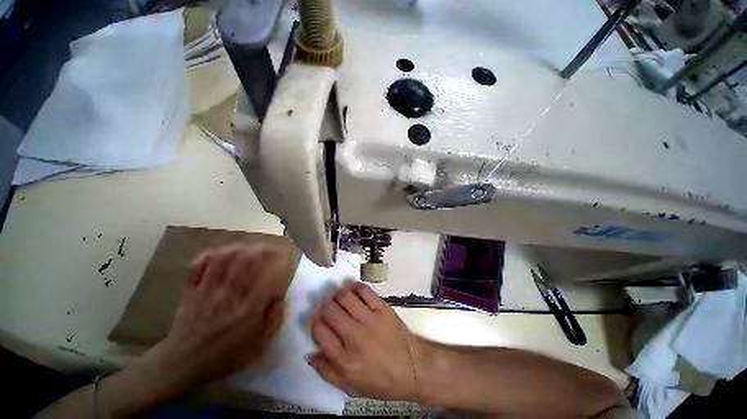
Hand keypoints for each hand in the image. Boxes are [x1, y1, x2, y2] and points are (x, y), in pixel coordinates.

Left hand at [136, 242, 294, 398]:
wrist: (181, 365)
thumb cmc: (224, 357)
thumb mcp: (258, 345)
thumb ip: (274, 319)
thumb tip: (281, 297)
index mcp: (248, 310)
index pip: (268, 277)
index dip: (280, 263)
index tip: (285, 260)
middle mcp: (229, 296)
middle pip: (245, 260)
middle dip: (261, 248)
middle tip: (268, 248)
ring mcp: (207, 291)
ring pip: (223, 258)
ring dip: (238, 247)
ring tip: (248, 247)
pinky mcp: (190, 290)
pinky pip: (198, 265)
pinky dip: (210, 254)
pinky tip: (221, 252)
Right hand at [308, 282, 420, 401]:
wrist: (413, 368)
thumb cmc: (381, 381)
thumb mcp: (351, 387)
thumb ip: (327, 372)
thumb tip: (311, 354)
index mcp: (345, 359)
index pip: (320, 331)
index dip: (315, 321)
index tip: (318, 319)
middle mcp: (354, 336)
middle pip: (330, 310)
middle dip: (324, 306)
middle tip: (327, 307)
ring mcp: (370, 319)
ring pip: (345, 296)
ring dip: (337, 295)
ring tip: (339, 299)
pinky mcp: (382, 308)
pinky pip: (364, 291)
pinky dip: (355, 287)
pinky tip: (352, 290)